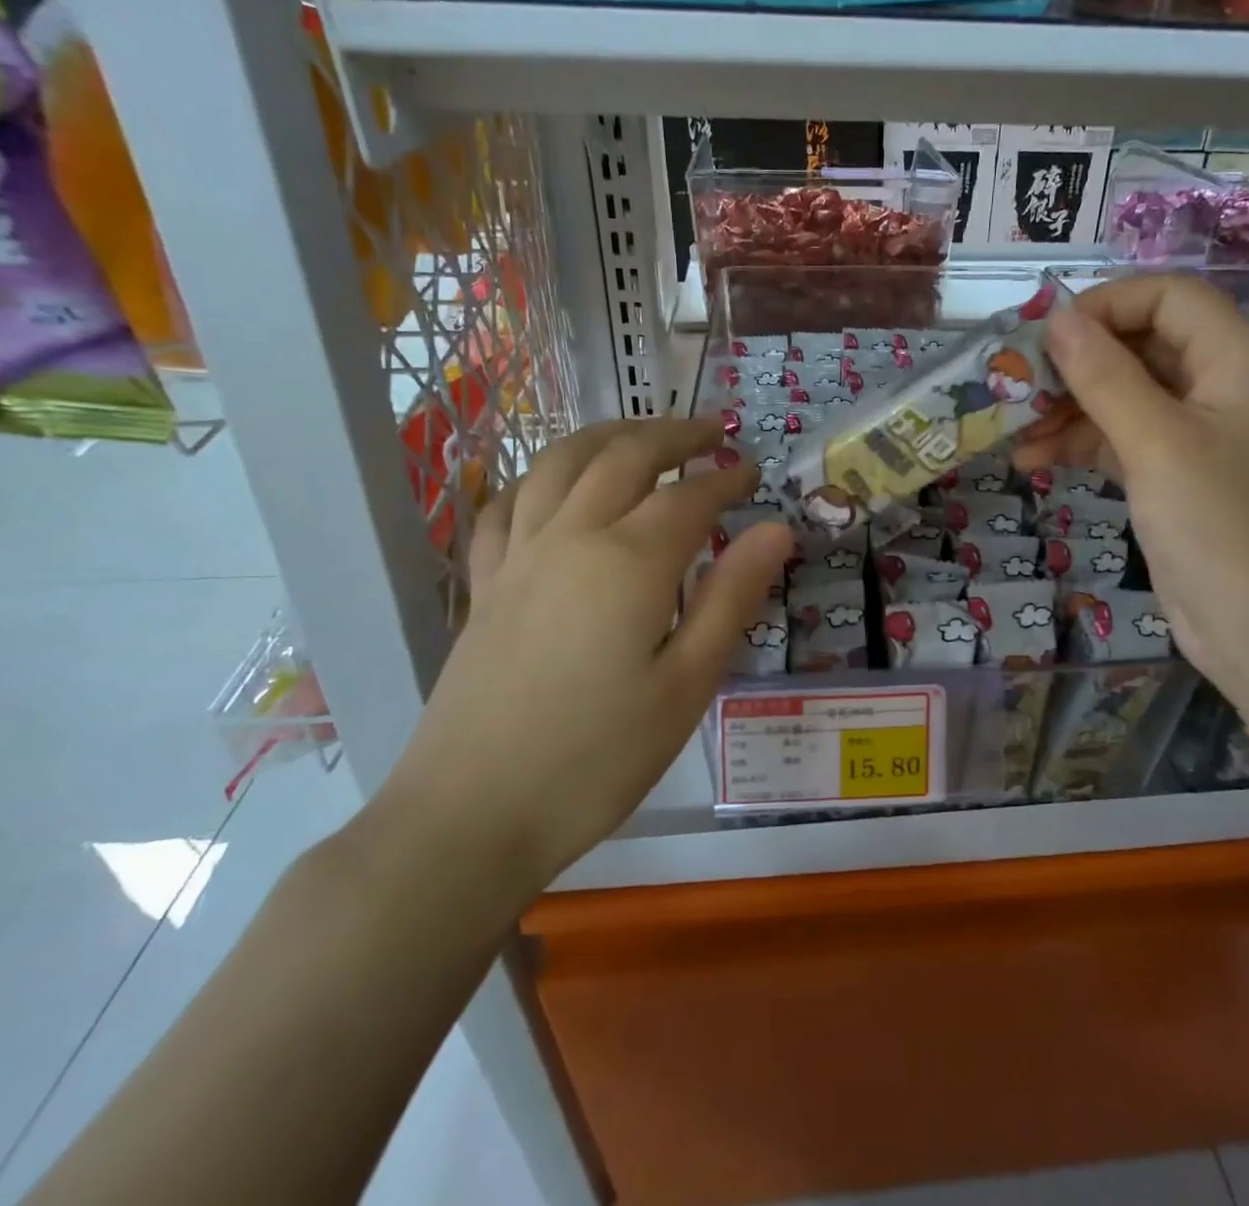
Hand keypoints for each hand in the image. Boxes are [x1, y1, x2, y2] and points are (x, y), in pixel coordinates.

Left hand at [377, 419, 792, 900]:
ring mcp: (519, 556)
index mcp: (629, 562)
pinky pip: (505, 505)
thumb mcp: (688, 684)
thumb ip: (732, 597)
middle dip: (674, 434)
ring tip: (640, 434)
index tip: (754, 472)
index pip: (690, 497)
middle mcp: (570, 537)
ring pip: (560, 464)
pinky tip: (551, 486)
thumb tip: (776, 529)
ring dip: (607, 435)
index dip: (727, 478)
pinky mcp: (485, 585)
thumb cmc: (598, 758)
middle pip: (624, 456)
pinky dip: (537, 478)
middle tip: (712, 431)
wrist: (471, 817)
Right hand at [1015, 275, 1248, 683]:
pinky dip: (1080, 443)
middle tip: (1016, 385)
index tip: (1047, 338)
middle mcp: (1221, 384)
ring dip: (1068, 408)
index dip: (1106, 305)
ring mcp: (1198, 431)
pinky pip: (1122, 437)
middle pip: (1140, 344)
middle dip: (1076, 364)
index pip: (1168, 296)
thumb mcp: (1155, 443)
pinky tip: (1033, 459)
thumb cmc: (1219, 525)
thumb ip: (1104, 376)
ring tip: (1013, 430)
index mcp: (1238, 359)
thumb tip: (1057, 320)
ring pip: (1124, 394)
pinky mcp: (1175, 472)